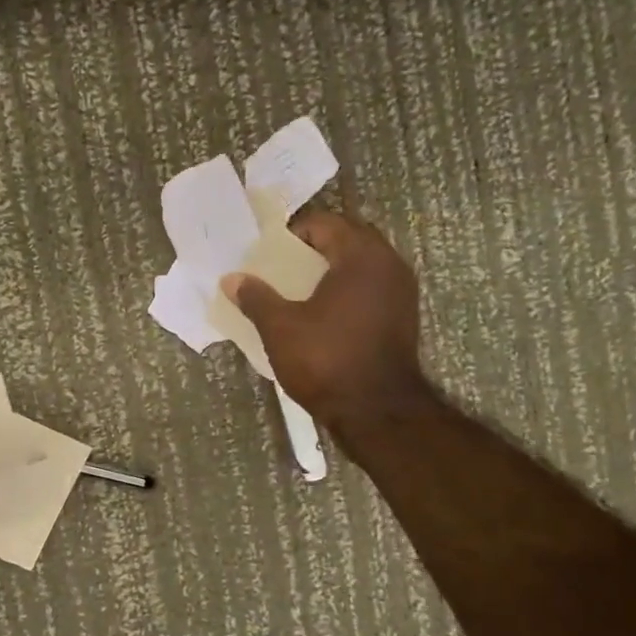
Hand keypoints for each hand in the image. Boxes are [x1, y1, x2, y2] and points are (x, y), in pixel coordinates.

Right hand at [222, 210, 426, 430]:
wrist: (377, 411)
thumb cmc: (327, 360)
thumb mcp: (280, 328)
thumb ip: (256, 298)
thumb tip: (231, 279)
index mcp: (361, 256)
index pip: (324, 224)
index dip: (293, 234)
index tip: (269, 254)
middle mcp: (389, 264)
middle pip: (347, 239)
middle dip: (314, 249)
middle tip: (283, 269)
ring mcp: (402, 290)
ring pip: (362, 264)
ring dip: (333, 269)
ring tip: (300, 290)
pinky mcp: (404, 315)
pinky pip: (372, 287)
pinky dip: (349, 290)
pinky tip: (325, 313)